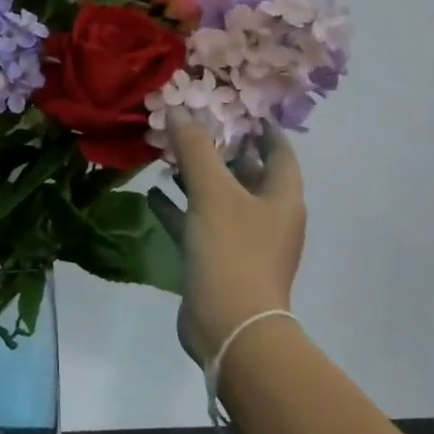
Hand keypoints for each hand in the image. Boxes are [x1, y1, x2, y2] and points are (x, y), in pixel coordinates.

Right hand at [147, 115, 306, 366]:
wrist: (229, 325)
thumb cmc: (231, 250)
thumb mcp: (212, 192)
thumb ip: (195, 149)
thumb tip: (178, 110)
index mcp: (281, 197)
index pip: (279, 151)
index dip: (262, 128)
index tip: (239, 108)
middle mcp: (267, 217)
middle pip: (246, 174)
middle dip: (220, 151)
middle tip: (191, 127)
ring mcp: (243, 242)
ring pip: (218, 199)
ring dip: (195, 178)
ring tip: (166, 156)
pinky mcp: (217, 261)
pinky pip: (197, 225)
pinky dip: (178, 209)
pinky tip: (152, 195)